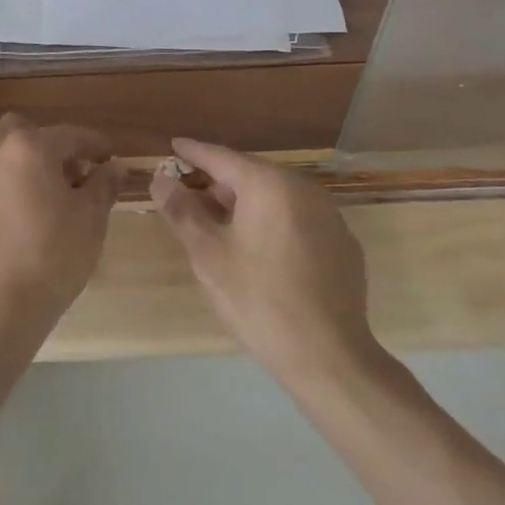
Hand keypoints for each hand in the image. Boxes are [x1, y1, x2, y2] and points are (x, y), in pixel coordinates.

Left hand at [0, 114, 120, 323]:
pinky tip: (15, 222)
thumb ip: (103, 184)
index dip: (94, 144)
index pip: (69, 135)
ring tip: (41, 200)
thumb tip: (114, 167)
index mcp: (29, 148)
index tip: (109, 157)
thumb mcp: (91, 219)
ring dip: (21, 167)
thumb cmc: (53, 256)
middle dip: (47, 144)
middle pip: (21, 131)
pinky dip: (1, 193)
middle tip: (68, 173)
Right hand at [150, 139, 392, 385]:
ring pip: (276, 197)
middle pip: (250, 175)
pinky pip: (298, 219)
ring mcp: (329, 215)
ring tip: (219, 227)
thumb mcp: (208, 256)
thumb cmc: (259, 300)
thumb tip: (161, 180)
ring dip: (245, 204)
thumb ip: (182, 211)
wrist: (329, 357)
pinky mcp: (343, 243)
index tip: (173, 147)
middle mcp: (302, 188)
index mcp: (268, 184)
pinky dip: (273, 223)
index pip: (221, 157)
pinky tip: (260, 252)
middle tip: (189, 199)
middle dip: (218, 184)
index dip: (193, 153)